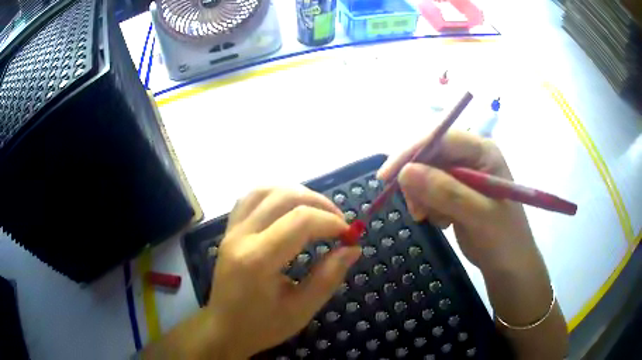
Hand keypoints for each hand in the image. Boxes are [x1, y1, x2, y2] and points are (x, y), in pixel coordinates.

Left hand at [207, 187, 361, 358]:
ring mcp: (231, 230)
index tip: (349, 235)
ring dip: (297, 193)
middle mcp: (241, 236)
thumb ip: (328, 277)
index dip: (331, 222)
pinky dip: (275, 195)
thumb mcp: (301, 310)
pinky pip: (250, 198)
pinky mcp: (229, 231)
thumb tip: (353, 248)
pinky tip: (289, 208)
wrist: (223, 329)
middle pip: (284, 197)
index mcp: (258, 260)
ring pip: (265, 190)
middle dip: (319, 203)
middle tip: (339, 223)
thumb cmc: (262, 327)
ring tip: (318, 211)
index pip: (300, 221)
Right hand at [378, 131, 536, 271]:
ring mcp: (463, 173)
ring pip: (425, 173)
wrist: (508, 264)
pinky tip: (442, 221)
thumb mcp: (478, 215)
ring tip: (436, 219)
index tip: (386, 177)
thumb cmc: (502, 238)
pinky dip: (428, 206)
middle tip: (416, 211)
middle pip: (429, 154)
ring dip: (422, 197)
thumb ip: (445, 192)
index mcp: (482, 150)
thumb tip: (405, 172)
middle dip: (417, 181)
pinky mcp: (456, 190)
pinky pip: (429, 189)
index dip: (411, 153)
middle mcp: (471, 155)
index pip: (440, 138)